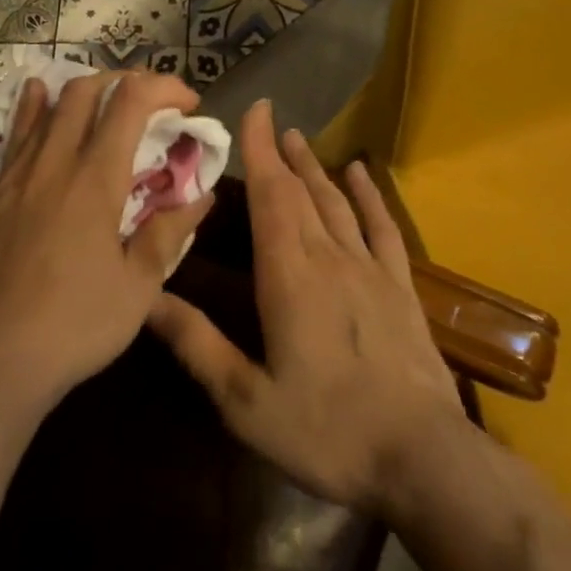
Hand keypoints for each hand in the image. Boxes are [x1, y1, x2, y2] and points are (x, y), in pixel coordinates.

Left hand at [0, 70, 214, 414]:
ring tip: (108, 101)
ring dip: (85, 91)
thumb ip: (169, 232)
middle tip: (153, 104)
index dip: (164, 88)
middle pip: (87, 90)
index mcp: (95, 178)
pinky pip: (17, 131)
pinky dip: (34, 105)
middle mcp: (56, 161)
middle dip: (126, 82)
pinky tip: (38, 93)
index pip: (131, 102)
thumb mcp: (139, 287)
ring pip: (50, 104)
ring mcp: (19, 173)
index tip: (189, 103)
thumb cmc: (76, 325)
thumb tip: (202, 194)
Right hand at [146, 100, 463, 514]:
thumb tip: (147, 297)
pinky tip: (359, 173)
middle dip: (281, 153)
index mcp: (289, 275)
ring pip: (336, 202)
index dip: (260, 149)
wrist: (424, 460)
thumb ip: (197, 345)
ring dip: (315, 167)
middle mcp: (329, 257)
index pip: (271, 195)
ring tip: (299, 138)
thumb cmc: (327, 431)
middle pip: (301, 191)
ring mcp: (370, 269)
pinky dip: (369, 196)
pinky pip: (382, 227)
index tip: (253, 111)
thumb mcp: (246, 402)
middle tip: (268, 120)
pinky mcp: (400, 287)